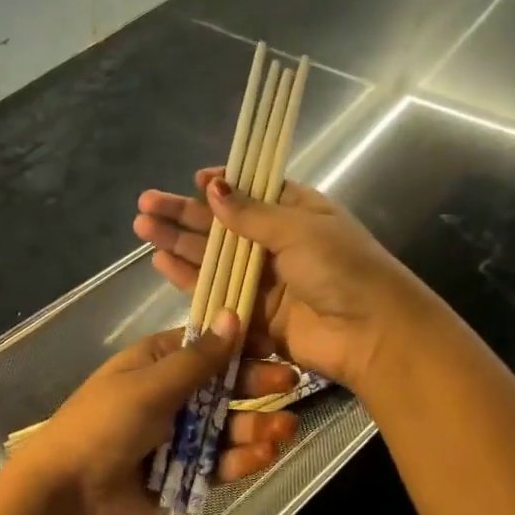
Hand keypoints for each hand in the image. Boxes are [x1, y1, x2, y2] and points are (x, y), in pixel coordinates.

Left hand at [4, 309, 299, 514]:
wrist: (69, 495)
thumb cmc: (105, 425)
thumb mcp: (151, 386)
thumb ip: (198, 359)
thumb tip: (233, 315)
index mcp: (155, 363)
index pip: (205, 346)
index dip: (240, 345)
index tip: (275, 345)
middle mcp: (169, 396)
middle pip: (222, 387)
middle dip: (255, 387)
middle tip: (291, 386)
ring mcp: (177, 436)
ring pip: (226, 427)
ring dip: (255, 426)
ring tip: (285, 430)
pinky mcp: (183, 474)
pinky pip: (218, 462)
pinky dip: (241, 459)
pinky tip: (265, 455)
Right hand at [133, 170, 435, 389]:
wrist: (371, 334)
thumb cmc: (342, 269)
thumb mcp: (299, 230)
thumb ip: (251, 214)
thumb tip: (213, 187)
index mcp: (298, 212)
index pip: (253, 191)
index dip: (223, 185)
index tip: (193, 180)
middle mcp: (278, 243)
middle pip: (224, 225)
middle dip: (185, 214)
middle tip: (146, 205)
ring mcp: (264, 280)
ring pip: (214, 258)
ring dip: (179, 244)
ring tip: (143, 229)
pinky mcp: (254, 314)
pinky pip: (217, 291)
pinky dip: (190, 279)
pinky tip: (161, 263)